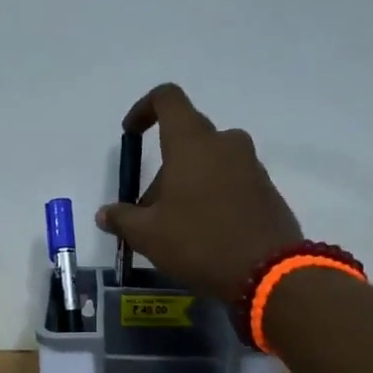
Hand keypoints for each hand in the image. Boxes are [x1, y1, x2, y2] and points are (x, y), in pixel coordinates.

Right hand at [97, 83, 302, 302]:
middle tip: (148, 209)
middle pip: (186, 139)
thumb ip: (123, 218)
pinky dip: (211, 195)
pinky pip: (230, 180)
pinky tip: (203, 233)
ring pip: (209, 162)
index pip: (167, 99)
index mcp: (192, 142)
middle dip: (163, 167)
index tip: (131, 134)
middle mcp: (225, 144)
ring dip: (187, 183)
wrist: (267, 272)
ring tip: (174, 226)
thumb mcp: (148, 235)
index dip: (144, 109)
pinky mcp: (266, 189)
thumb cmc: (199, 242)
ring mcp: (250, 165)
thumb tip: (105, 214)